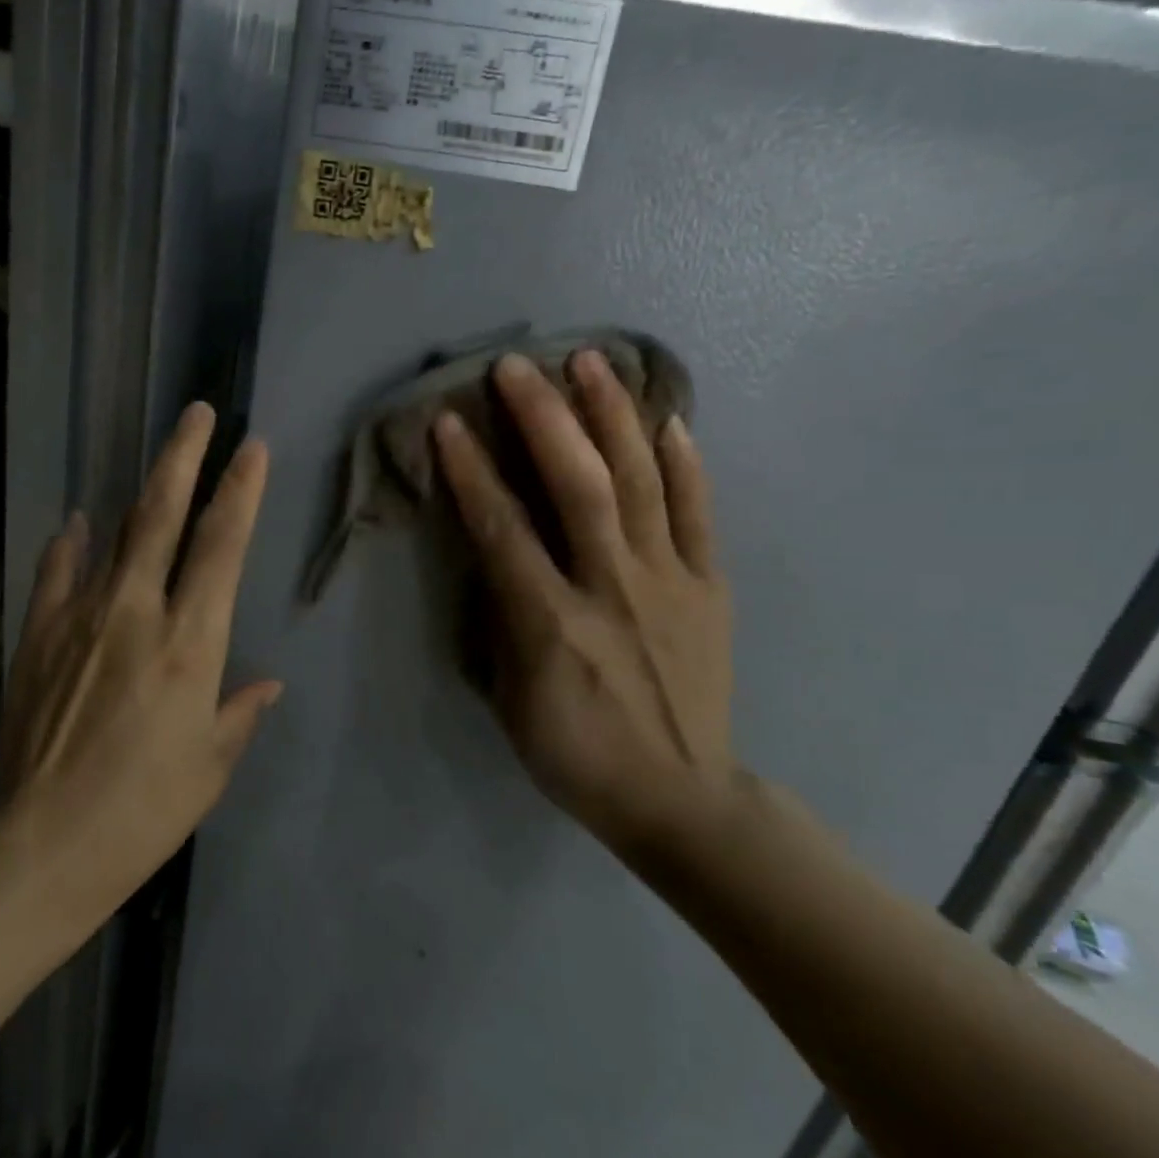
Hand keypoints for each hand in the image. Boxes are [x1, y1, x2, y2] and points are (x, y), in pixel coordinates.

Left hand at [0, 402, 281, 931]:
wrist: (45, 843)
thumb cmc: (146, 810)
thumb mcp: (211, 765)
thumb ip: (240, 711)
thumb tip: (267, 682)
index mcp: (190, 644)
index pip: (223, 547)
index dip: (241, 492)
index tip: (253, 448)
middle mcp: (136, 613)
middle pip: (163, 517)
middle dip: (185, 458)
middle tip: (199, 413)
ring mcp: (80, 618)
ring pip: (115, 535)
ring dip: (140, 494)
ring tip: (158, 464)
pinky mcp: (39, 636)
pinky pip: (57, 573)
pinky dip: (71, 544)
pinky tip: (78, 524)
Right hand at [433, 351, 736, 856]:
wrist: (680, 796)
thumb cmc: (575, 753)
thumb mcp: (510, 698)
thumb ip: (501, 620)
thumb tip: (495, 556)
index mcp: (551, 623)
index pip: (502, 529)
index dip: (473, 470)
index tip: (450, 421)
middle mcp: (611, 588)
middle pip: (578, 486)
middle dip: (545, 417)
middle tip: (519, 365)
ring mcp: (669, 582)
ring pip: (641, 483)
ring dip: (614, 416)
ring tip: (593, 361)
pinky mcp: (708, 587)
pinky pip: (699, 513)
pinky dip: (685, 463)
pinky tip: (669, 420)